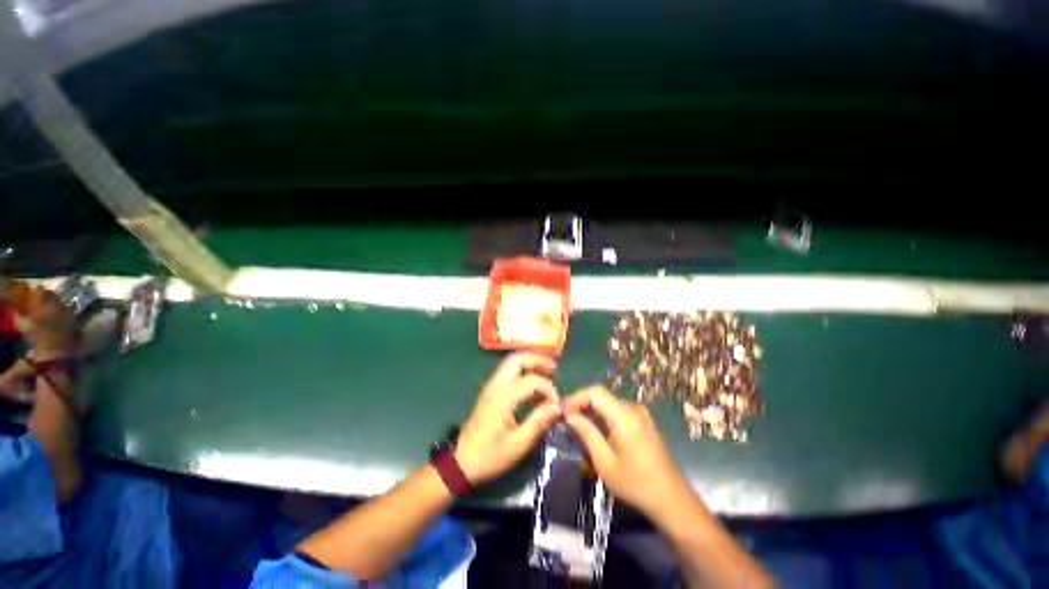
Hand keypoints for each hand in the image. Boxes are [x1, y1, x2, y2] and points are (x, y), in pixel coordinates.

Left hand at [454, 353, 561, 484]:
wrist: (460, 463)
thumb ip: (538, 423)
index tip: (555, 406)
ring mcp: (491, 387)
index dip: (548, 389)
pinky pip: (508, 373)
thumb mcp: (517, 445)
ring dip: (530, 363)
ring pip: (512, 363)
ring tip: (548, 372)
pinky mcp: (490, 392)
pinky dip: (523, 371)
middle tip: (554, 368)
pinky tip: (534, 386)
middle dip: (537, 359)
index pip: (532, 380)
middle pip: (517, 359)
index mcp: (503, 397)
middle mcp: (496, 386)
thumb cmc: (490, 456)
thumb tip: (557, 407)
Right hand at [562, 386, 691, 520]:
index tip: (562, 410)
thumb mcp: (605, 462)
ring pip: (608, 402)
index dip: (576, 397)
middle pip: (601, 395)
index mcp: (625, 416)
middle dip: (581, 403)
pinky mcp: (643, 421)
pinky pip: (617, 410)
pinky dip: (602, 415)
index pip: (595, 392)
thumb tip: (570, 415)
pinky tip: (595, 428)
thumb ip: (587, 433)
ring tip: (576, 423)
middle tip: (565, 417)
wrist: (671, 499)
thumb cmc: (635, 483)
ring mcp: (640, 414)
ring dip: (591, 409)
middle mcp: (633, 408)